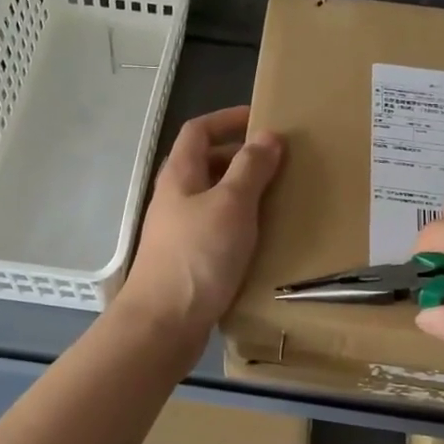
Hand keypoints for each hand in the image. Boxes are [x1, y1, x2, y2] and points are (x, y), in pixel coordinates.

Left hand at [119, 106, 282, 335]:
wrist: (163, 324)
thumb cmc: (198, 256)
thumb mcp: (231, 205)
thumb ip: (251, 169)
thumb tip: (268, 136)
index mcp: (180, 175)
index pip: (198, 131)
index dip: (227, 119)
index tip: (261, 120)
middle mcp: (175, 198)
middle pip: (206, 164)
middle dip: (241, 158)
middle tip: (279, 164)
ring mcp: (179, 231)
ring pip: (214, 199)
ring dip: (243, 193)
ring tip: (279, 199)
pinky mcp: (188, 260)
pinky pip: (217, 230)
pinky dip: (240, 226)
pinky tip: (263, 240)